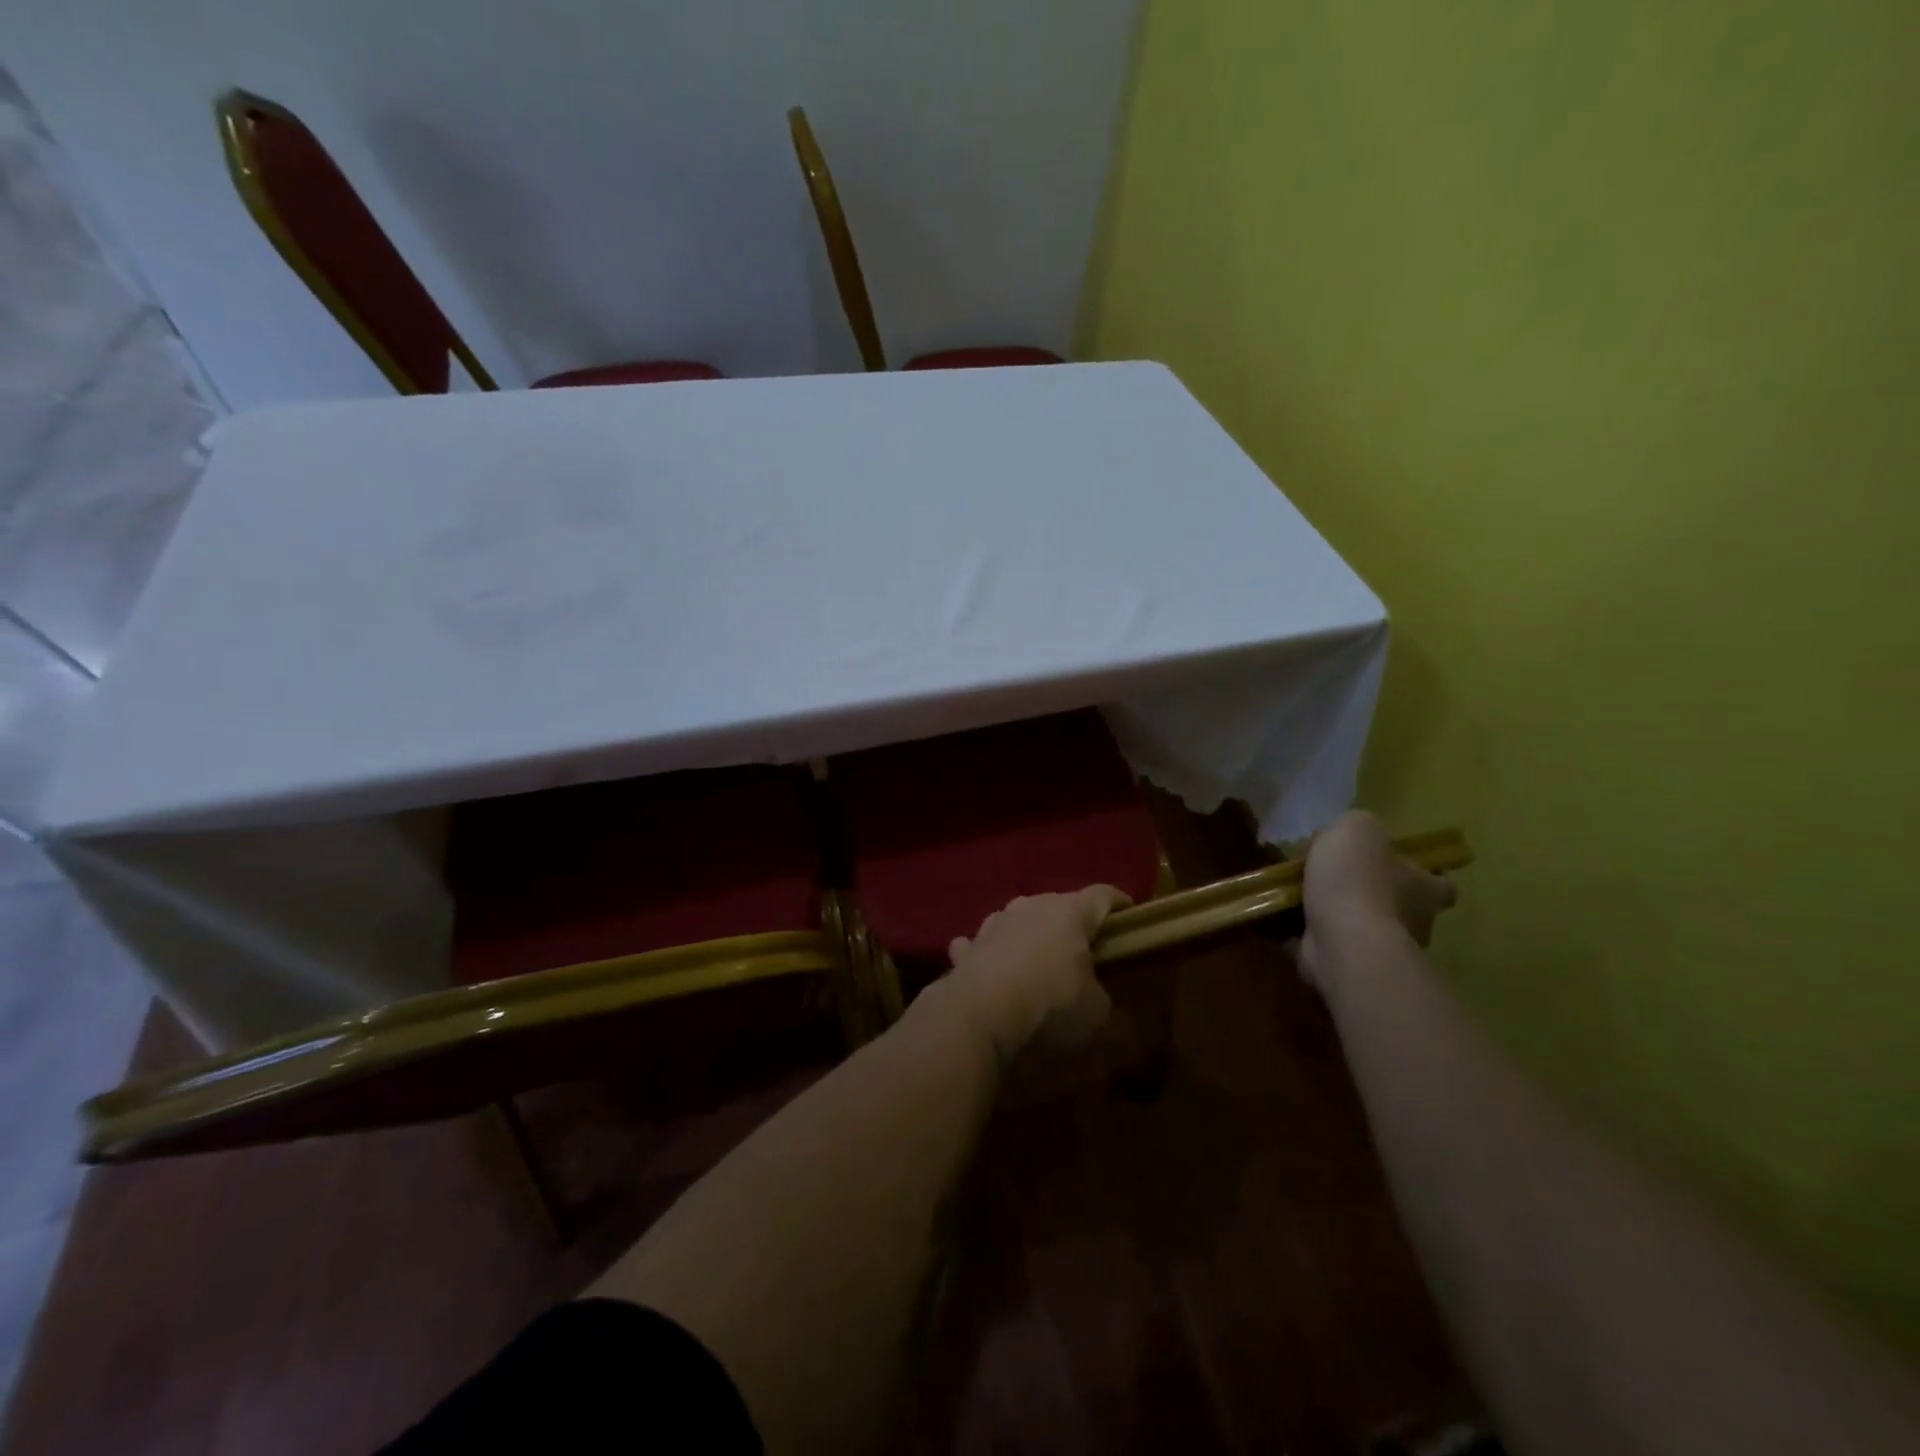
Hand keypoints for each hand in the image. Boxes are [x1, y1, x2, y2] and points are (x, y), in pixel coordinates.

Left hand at [944, 886, 1130, 1061]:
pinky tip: (988, 969)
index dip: (1118, 903)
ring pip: (1017, 920)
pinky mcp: (967, 948)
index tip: (1129, 914)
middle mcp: (1030, 906)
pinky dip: (987, 954)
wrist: (981, 1015)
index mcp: (1070, 912)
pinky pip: (980, 945)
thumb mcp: (1096, 1012)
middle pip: (1057, 906)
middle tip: (1082, 950)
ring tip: (1034, 961)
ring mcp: (994, 923)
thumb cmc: (1051, 1005)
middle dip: (1070, 924)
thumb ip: (1100, 995)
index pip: (1102, 895)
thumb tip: (1093, 994)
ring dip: (1027, 936)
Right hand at [1299, 811, 1455, 992]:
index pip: (1440, 883)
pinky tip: (1282, 920)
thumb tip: (1342, 842)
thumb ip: (1353, 827)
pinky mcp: (1350, 966)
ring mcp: (1382, 949)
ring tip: (1296, 897)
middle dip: (1369, 894)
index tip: (1393, 868)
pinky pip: (1328, 945)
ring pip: (1361, 926)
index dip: (1420, 874)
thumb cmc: (1358, 880)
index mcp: (1424, 888)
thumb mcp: (1355, 828)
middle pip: (1398, 905)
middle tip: (1331, 879)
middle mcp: (1414, 921)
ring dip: (1336, 915)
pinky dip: (1309, 935)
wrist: (1341, 940)